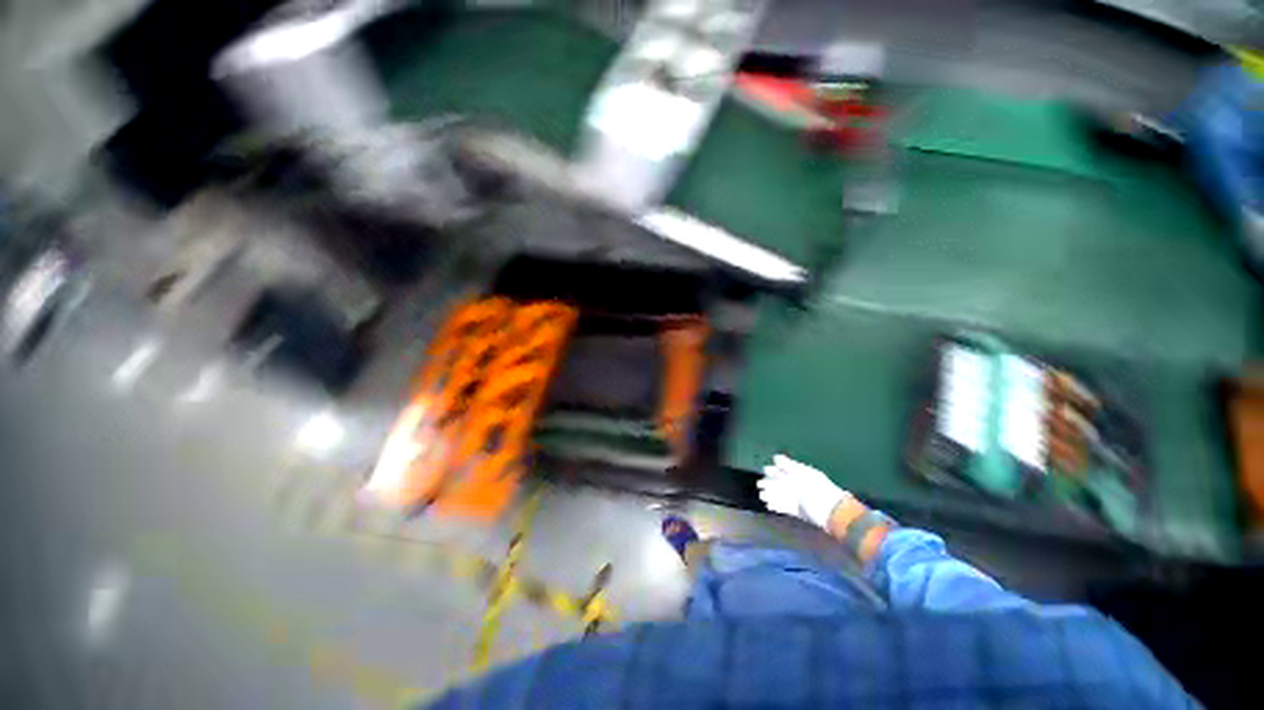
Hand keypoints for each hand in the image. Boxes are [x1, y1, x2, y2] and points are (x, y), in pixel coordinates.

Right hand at [758, 454, 851, 529]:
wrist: (833, 514)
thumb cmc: (817, 491)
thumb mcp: (802, 475)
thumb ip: (788, 466)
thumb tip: (775, 457)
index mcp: (803, 474)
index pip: (787, 469)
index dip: (776, 469)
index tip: (765, 470)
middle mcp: (801, 485)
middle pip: (783, 482)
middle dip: (771, 482)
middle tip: (760, 484)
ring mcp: (800, 499)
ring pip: (783, 494)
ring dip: (772, 494)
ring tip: (761, 495)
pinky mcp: (800, 511)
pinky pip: (786, 507)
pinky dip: (777, 505)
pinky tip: (768, 505)